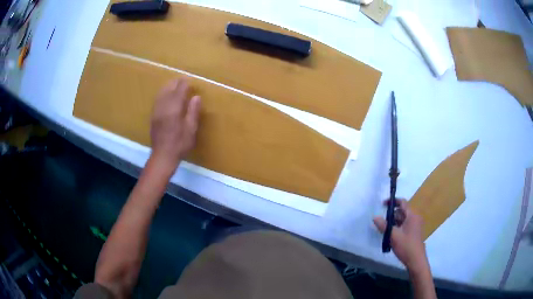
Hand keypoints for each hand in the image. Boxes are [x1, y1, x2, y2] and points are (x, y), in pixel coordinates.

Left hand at [150, 78, 200, 169]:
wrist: (163, 156)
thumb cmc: (180, 144)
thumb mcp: (191, 129)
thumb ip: (193, 111)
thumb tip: (196, 97)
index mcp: (174, 108)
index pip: (179, 90)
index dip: (184, 84)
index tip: (189, 80)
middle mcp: (163, 107)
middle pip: (168, 89)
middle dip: (175, 83)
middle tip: (182, 80)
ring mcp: (157, 111)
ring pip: (161, 93)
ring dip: (168, 87)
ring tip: (174, 84)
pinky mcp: (153, 117)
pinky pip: (157, 100)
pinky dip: (162, 94)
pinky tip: (165, 96)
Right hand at [373, 199, 426, 271]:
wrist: (416, 260)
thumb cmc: (406, 246)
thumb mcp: (393, 236)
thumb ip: (384, 226)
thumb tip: (375, 217)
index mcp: (412, 215)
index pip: (402, 203)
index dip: (392, 201)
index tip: (383, 204)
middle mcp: (415, 218)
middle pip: (402, 211)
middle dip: (392, 214)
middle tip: (382, 220)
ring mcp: (416, 225)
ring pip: (403, 219)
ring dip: (394, 221)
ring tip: (384, 228)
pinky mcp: (415, 232)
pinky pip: (405, 225)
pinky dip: (398, 226)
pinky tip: (391, 235)